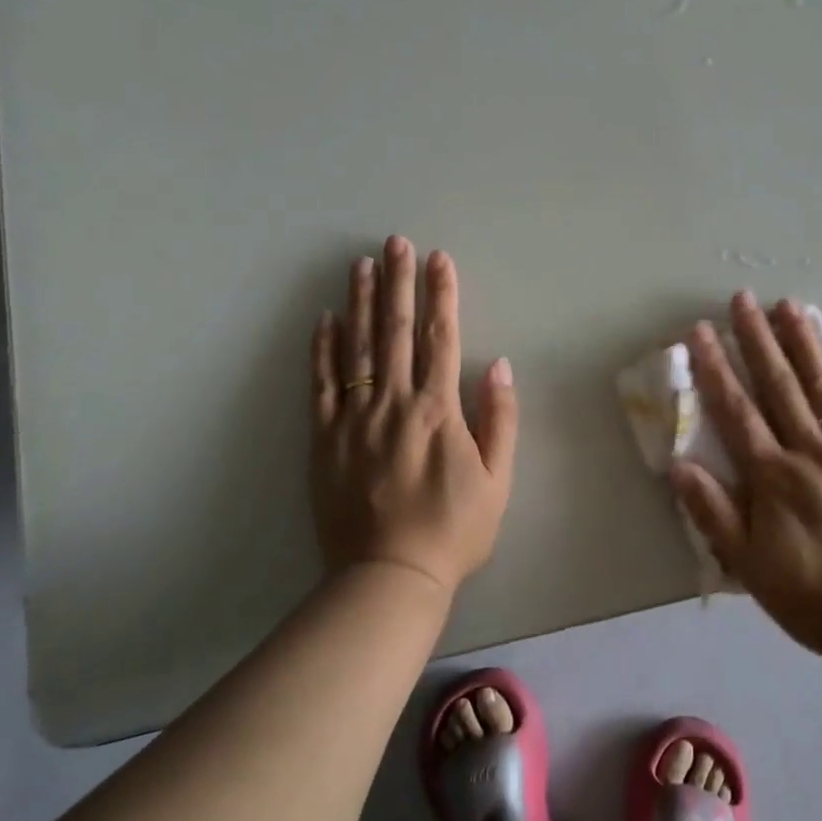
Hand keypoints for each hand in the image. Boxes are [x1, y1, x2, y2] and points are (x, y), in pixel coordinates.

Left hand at [310, 237, 518, 594]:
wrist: (388, 577)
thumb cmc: (453, 530)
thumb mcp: (497, 481)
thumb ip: (500, 420)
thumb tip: (499, 366)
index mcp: (437, 410)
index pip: (440, 337)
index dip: (441, 295)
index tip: (440, 259)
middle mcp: (394, 403)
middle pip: (395, 331)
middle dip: (399, 282)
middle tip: (396, 242)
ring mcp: (354, 419)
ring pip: (356, 348)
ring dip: (361, 302)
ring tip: (362, 264)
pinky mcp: (324, 439)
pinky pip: (321, 385)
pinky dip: (322, 349)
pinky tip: (325, 318)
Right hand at [671, 292, 821, 659]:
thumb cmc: (807, 592)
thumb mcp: (746, 563)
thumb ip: (711, 512)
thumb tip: (678, 465)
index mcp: (772, 475)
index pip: (736, 409)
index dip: (716, 367)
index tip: (702, 330)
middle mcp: (809, 451)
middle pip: (779, 385)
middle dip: (757, 339)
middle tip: (743, 298)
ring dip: (805, 343)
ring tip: (791, 305)